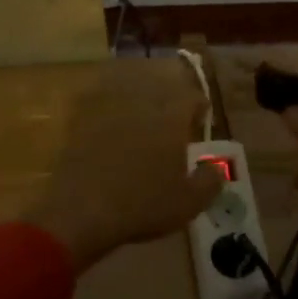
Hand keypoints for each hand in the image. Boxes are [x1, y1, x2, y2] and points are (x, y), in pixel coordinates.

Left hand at [24, 68, 225, 271]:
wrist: (82, 210)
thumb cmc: (143, 204)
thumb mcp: (188, 202)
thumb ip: (210, 182)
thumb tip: (216, 169)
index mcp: (171, 115)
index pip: (192, 97)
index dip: (198, 108)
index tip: (199, 122)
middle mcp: (141, 102)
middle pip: (160, 88)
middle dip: (169, 102)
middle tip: (171, 123)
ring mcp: (108, 107)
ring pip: (128, 91)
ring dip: (138, 102)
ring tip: (141, 123)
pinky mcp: (81, 119)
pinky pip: (99, 105)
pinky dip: (107, 113)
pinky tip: (109, 131)